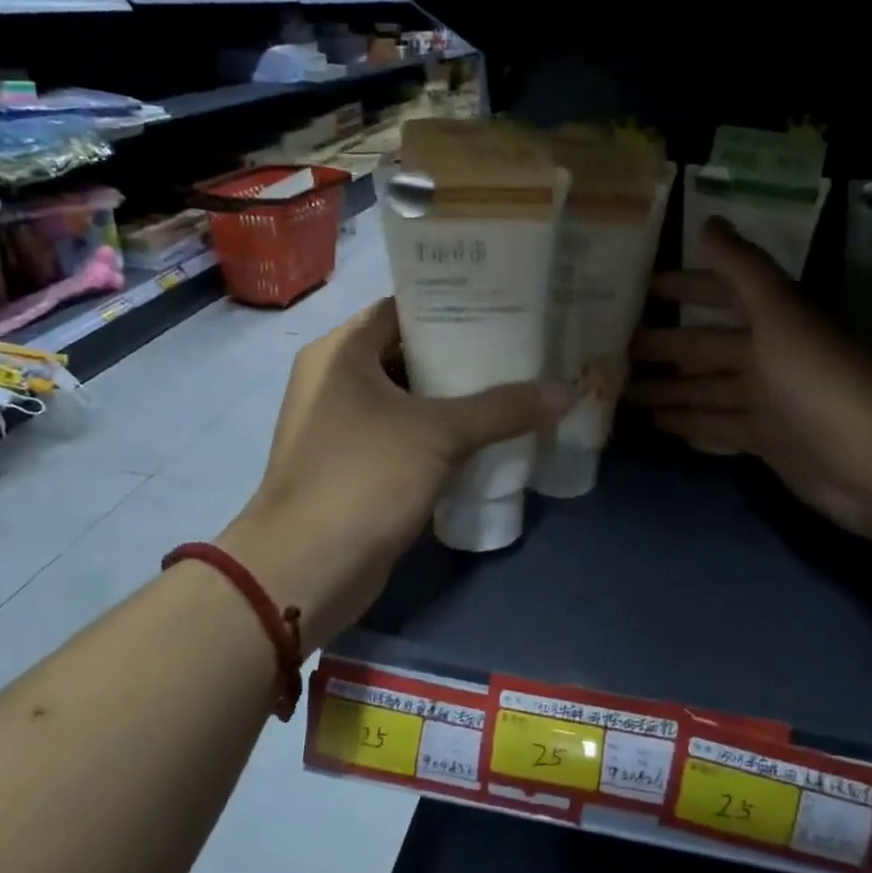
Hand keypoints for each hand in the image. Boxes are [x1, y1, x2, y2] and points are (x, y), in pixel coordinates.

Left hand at [220, 298, 566, 647]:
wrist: (305, 570)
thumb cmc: (363, 477)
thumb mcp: (438, 434)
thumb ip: (502, 409)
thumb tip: (566, 393)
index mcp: (341, 351)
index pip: (403, 307)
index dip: (452, 302)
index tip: (504, 302)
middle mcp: (337, 380)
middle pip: (409, 353)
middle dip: (463, 353)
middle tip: (521, 346)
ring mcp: (345, 426)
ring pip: (411, 398)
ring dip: (456, 398)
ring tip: (517, 385)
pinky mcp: (358, 466)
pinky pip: (407, 435)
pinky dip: (442, 434)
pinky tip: (490, 436)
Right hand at [627, 220, 871, 543]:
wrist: (867, 464)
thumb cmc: (816, 380)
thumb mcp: (778, 313)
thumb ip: (742, 269)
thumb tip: (708, 222)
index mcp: (775, 319)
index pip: (721, 293)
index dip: (683, 287)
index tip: (638, 289)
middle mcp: (770, 355)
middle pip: (705, 347)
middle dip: (663, 346)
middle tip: (612, 351)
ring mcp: (767, 401)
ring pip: (705, 390)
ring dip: (668, 389)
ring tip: (622, 392)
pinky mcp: (766, 441)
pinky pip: (718, 427)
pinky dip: (691, 425)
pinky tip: (658, 425)